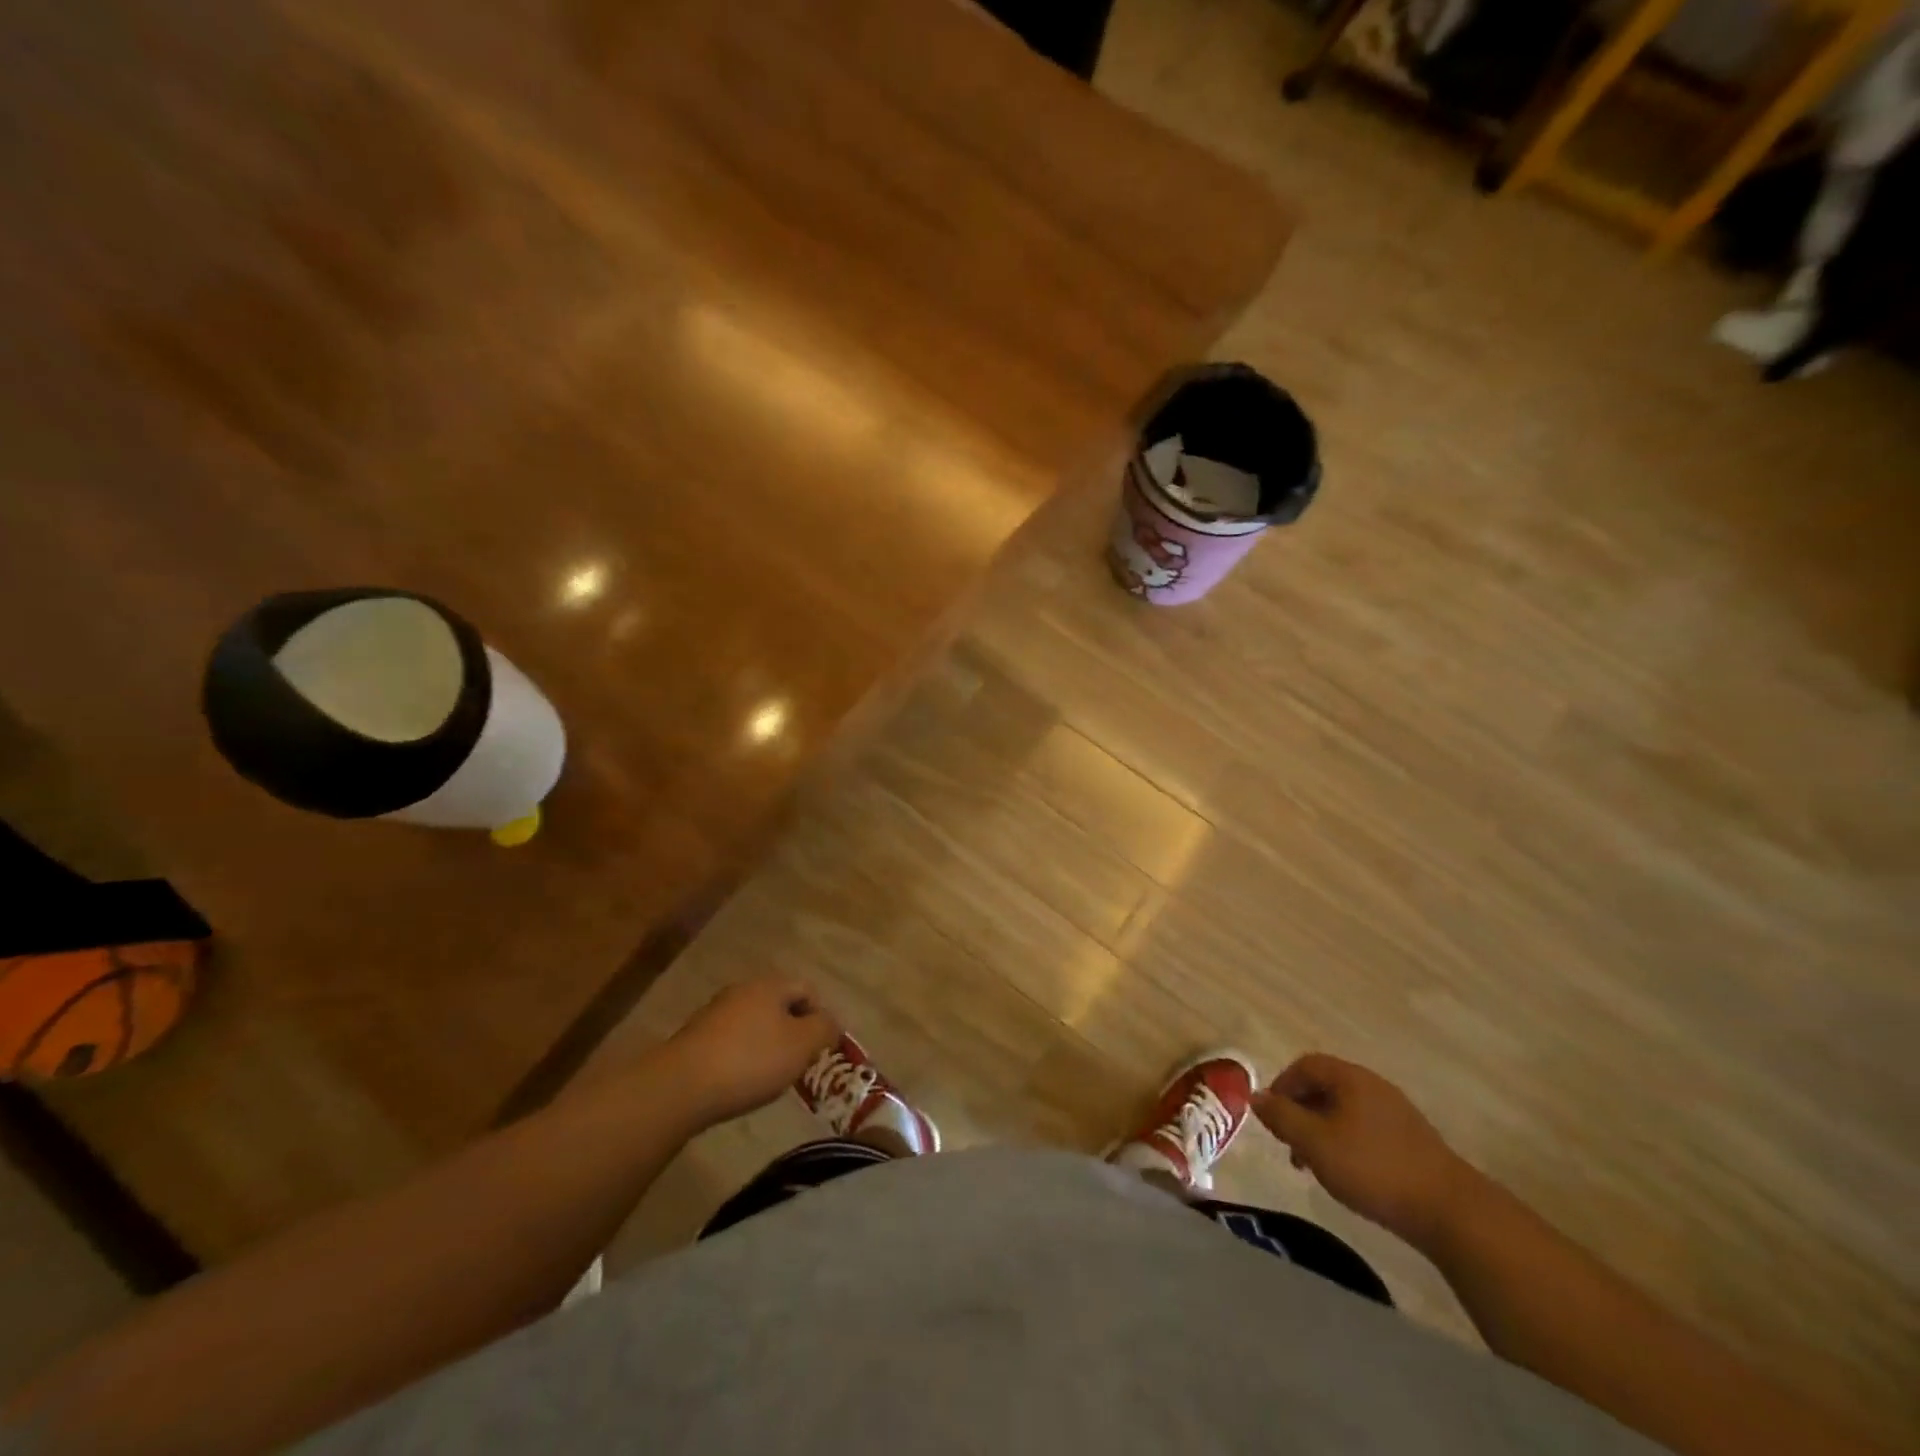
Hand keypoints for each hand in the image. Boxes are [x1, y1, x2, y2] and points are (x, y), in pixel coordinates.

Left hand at [664, 977, 840, 1127]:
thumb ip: (825, 1029)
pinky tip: (741, 1082)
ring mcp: (716, 1012)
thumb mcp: (802, 1045)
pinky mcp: (696, 1038)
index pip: (808, 990)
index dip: (821, 1017)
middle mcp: (742, 990)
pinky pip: (733, 1041)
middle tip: (800, 1064)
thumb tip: (831, 1022)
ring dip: (769, 1045)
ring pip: (756, 1023)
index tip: (821, 1050)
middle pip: (781, 1005)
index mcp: (770, 985)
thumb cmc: (751, 1060)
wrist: (681, 1087)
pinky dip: (744, 1057)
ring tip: (771, 1077)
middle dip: (794, 1032)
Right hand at [1253, 1054, 1482, 1251]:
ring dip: (1320, 1130)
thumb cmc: (1373, 1168)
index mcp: (1350, 1078)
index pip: (1305, 1065)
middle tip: (1288, 1144)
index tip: (1271, 1116)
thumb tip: (1256, 1097)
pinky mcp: (1411, 1140)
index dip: (1282, 1085)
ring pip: (1344, 1110)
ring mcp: (1396, 1113)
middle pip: (1325, 1086)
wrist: (1450, 1211)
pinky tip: (1347, 1173)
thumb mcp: (1315, 1143)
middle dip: (1300, 1111)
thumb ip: (1282, 1117)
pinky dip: (1344, 1142)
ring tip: (1313, 1165)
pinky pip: (1364, 1128)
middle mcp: (1373, 1086)